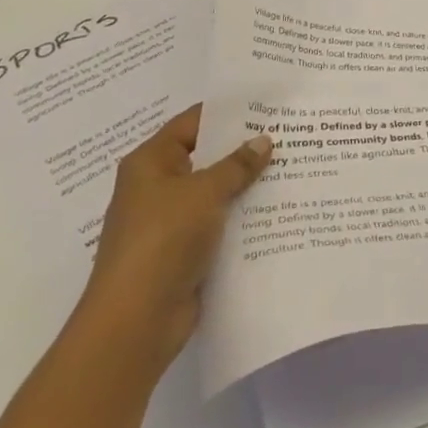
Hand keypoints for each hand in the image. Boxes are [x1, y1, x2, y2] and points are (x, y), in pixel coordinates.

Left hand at [76, 105, 272, 375]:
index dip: (229, 111)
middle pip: (206, 156)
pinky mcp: (184, 252)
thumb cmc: (162, 241)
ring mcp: (170, 222)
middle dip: (243, 148)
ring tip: (292, 165)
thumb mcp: (204, 192)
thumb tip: (263, 140)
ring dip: (246, 184)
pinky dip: (242, 216)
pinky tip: (277, 207)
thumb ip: (237, 164)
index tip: (267, 104)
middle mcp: (156, 187)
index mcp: (150, 163)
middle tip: (289, 132)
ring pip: (215, 192)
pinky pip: (218, 223)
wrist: (135, 323)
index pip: (193, 122)